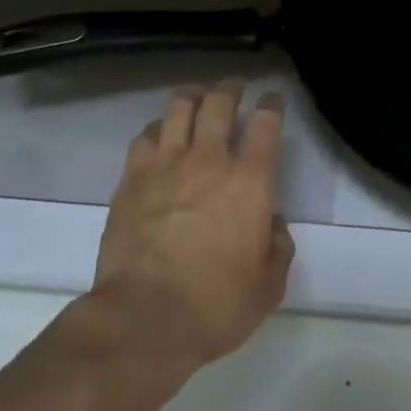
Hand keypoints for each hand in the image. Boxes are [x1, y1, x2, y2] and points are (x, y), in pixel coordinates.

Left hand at [86, 82, 294, 369]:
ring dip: (193, 98)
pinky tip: (161, 136)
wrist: (144, 321)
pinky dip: (159, 128)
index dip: (272, 104)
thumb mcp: (269, 284)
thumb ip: (278, 245)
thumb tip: (271, 223)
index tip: (272, 101)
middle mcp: (210, 160)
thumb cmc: (216, 306)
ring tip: (197, 100)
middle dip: (230, 90)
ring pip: (179, 108)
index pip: (266, 122)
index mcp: (251, 181)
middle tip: (233, 92)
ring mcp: (166, 166)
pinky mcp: (132, 180)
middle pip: (220, 102)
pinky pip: (146, 136)